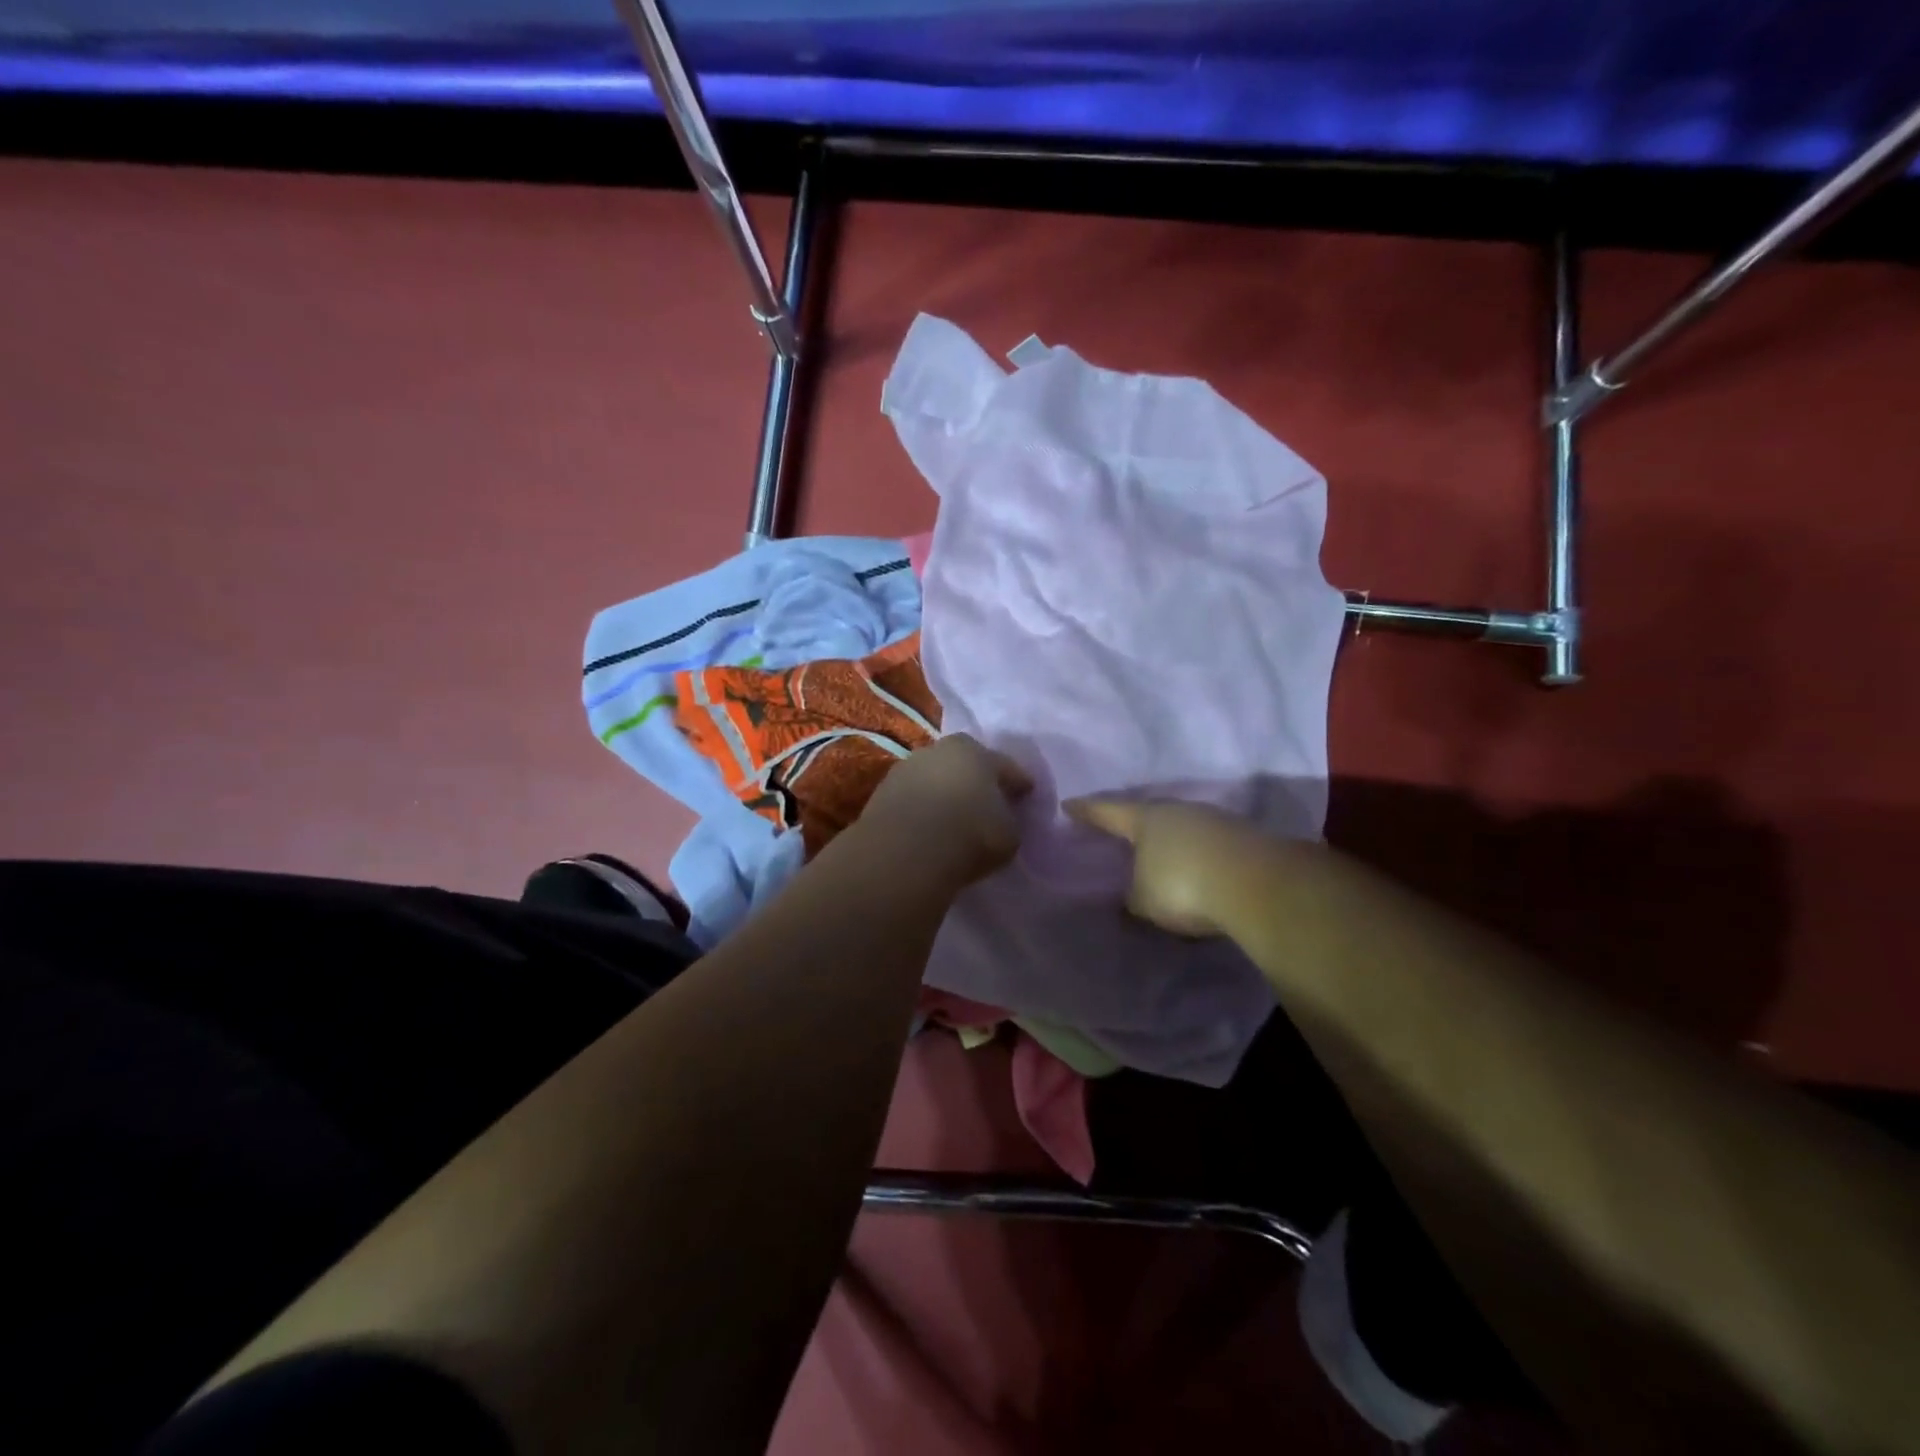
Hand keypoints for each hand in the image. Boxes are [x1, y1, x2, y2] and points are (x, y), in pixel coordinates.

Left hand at [859, 734, 1033, 886]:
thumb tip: (1001, 820)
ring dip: (944, 793)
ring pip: (935, 779)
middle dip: (977, 781)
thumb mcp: (1009, 835)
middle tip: (987, 803)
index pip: (1007, 767)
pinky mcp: (881, 791)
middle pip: (966, 764)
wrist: (905, 850)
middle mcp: (941, 749)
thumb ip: (1009, 821)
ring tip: (953, 818)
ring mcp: (907, 767)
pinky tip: (927, 828)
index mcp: (978, 752)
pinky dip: (921, 810)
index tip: (1026, 795)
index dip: (1019, 783)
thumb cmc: (970, 834)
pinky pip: (912, 799)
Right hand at [1066, 798, 1273, 936]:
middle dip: (1132, 822)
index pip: (1106, 810)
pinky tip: (1195, 869)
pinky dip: (1196, 855)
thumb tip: (1131, 899)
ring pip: (1181, 826)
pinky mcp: (1243, 838)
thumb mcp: (1144, 900)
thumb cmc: (1183, 885)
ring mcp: (1214, 820)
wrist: (1257, 884)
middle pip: (1148, 813)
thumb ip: (1132, 898)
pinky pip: (1207, 844)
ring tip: (1159, 855)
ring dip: (1169, 840)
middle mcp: (1178, 810)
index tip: (1069, 804)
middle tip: (1118, 830)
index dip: (1086, 810)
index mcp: (1145, 818)